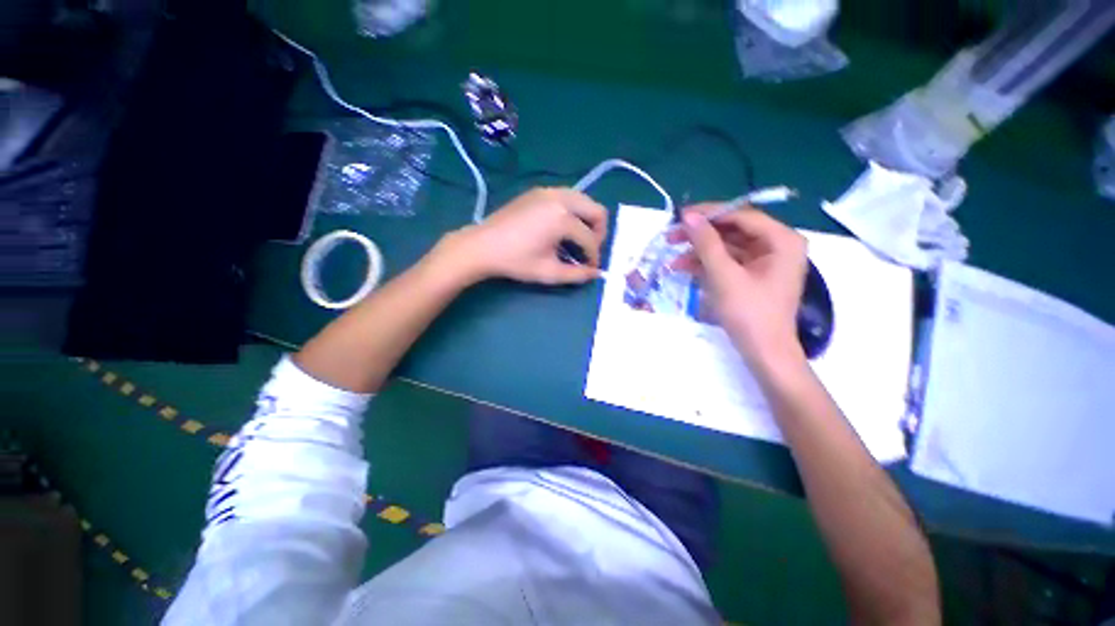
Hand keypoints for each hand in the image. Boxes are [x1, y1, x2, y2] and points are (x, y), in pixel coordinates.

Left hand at [440, 187, 607, 284]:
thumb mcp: (548, 272)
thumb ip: (576, 274)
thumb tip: (595, 274)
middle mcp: (560, 198)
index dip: (594, 256)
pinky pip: (567, 197)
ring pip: (583, 200)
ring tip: (578, 238)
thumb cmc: (515, 261)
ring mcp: (549, 191)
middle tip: (589, 250)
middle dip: (598, 232)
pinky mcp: (538, 191)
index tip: (590, 269)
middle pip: (596, 210)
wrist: (482, 246)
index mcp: (562, 218)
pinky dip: (573, 211)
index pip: (590, 238)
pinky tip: (561, 227)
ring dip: (587, 219)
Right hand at [669, 204, 807, 367]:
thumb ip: (706, 243)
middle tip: (672, 235)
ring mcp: (764, 261)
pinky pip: (727, 261)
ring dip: (699, 251)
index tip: (680, 216)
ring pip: (726, 246)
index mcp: (781, 240)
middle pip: (733, 230)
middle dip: (701, 234)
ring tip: (672, 256)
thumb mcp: (724, 276)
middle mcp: (776, 245)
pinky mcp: (752, 275)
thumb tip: (688, 216)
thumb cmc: (749, 314)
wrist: (764, 353)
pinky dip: (706, 263)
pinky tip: (683, 267)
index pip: (742, 215)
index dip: (710, 214)